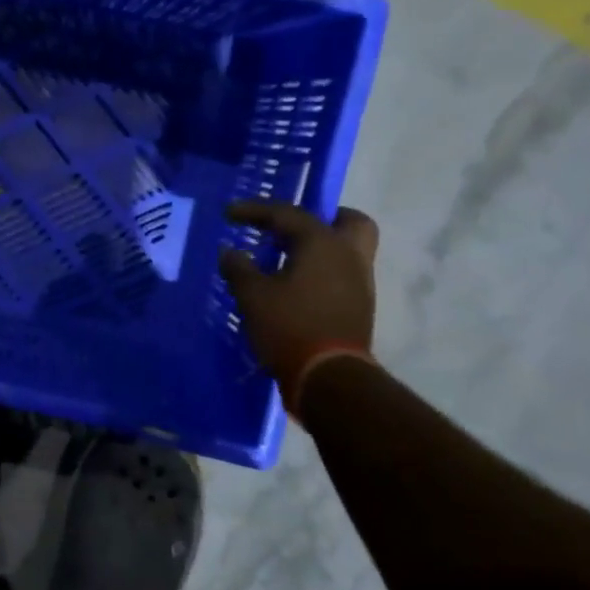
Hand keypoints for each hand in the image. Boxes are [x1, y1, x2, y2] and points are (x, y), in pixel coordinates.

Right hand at [218, 202, 379, 413]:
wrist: (329, 379)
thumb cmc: (290, 326)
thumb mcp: (252, 295)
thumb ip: (239, 268)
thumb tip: (229, 252)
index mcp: (322, 243)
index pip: (287, 213)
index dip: (254, 210)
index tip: (229, 213)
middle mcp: (349, 255)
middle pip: (348, 221)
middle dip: (323, 218)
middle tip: (293, 228)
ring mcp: (360, 283)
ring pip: (348, 250)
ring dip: (321, 248)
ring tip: (288, 259)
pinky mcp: (360, 308)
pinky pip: (344, 274)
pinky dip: (323, 271)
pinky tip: (297, 285)